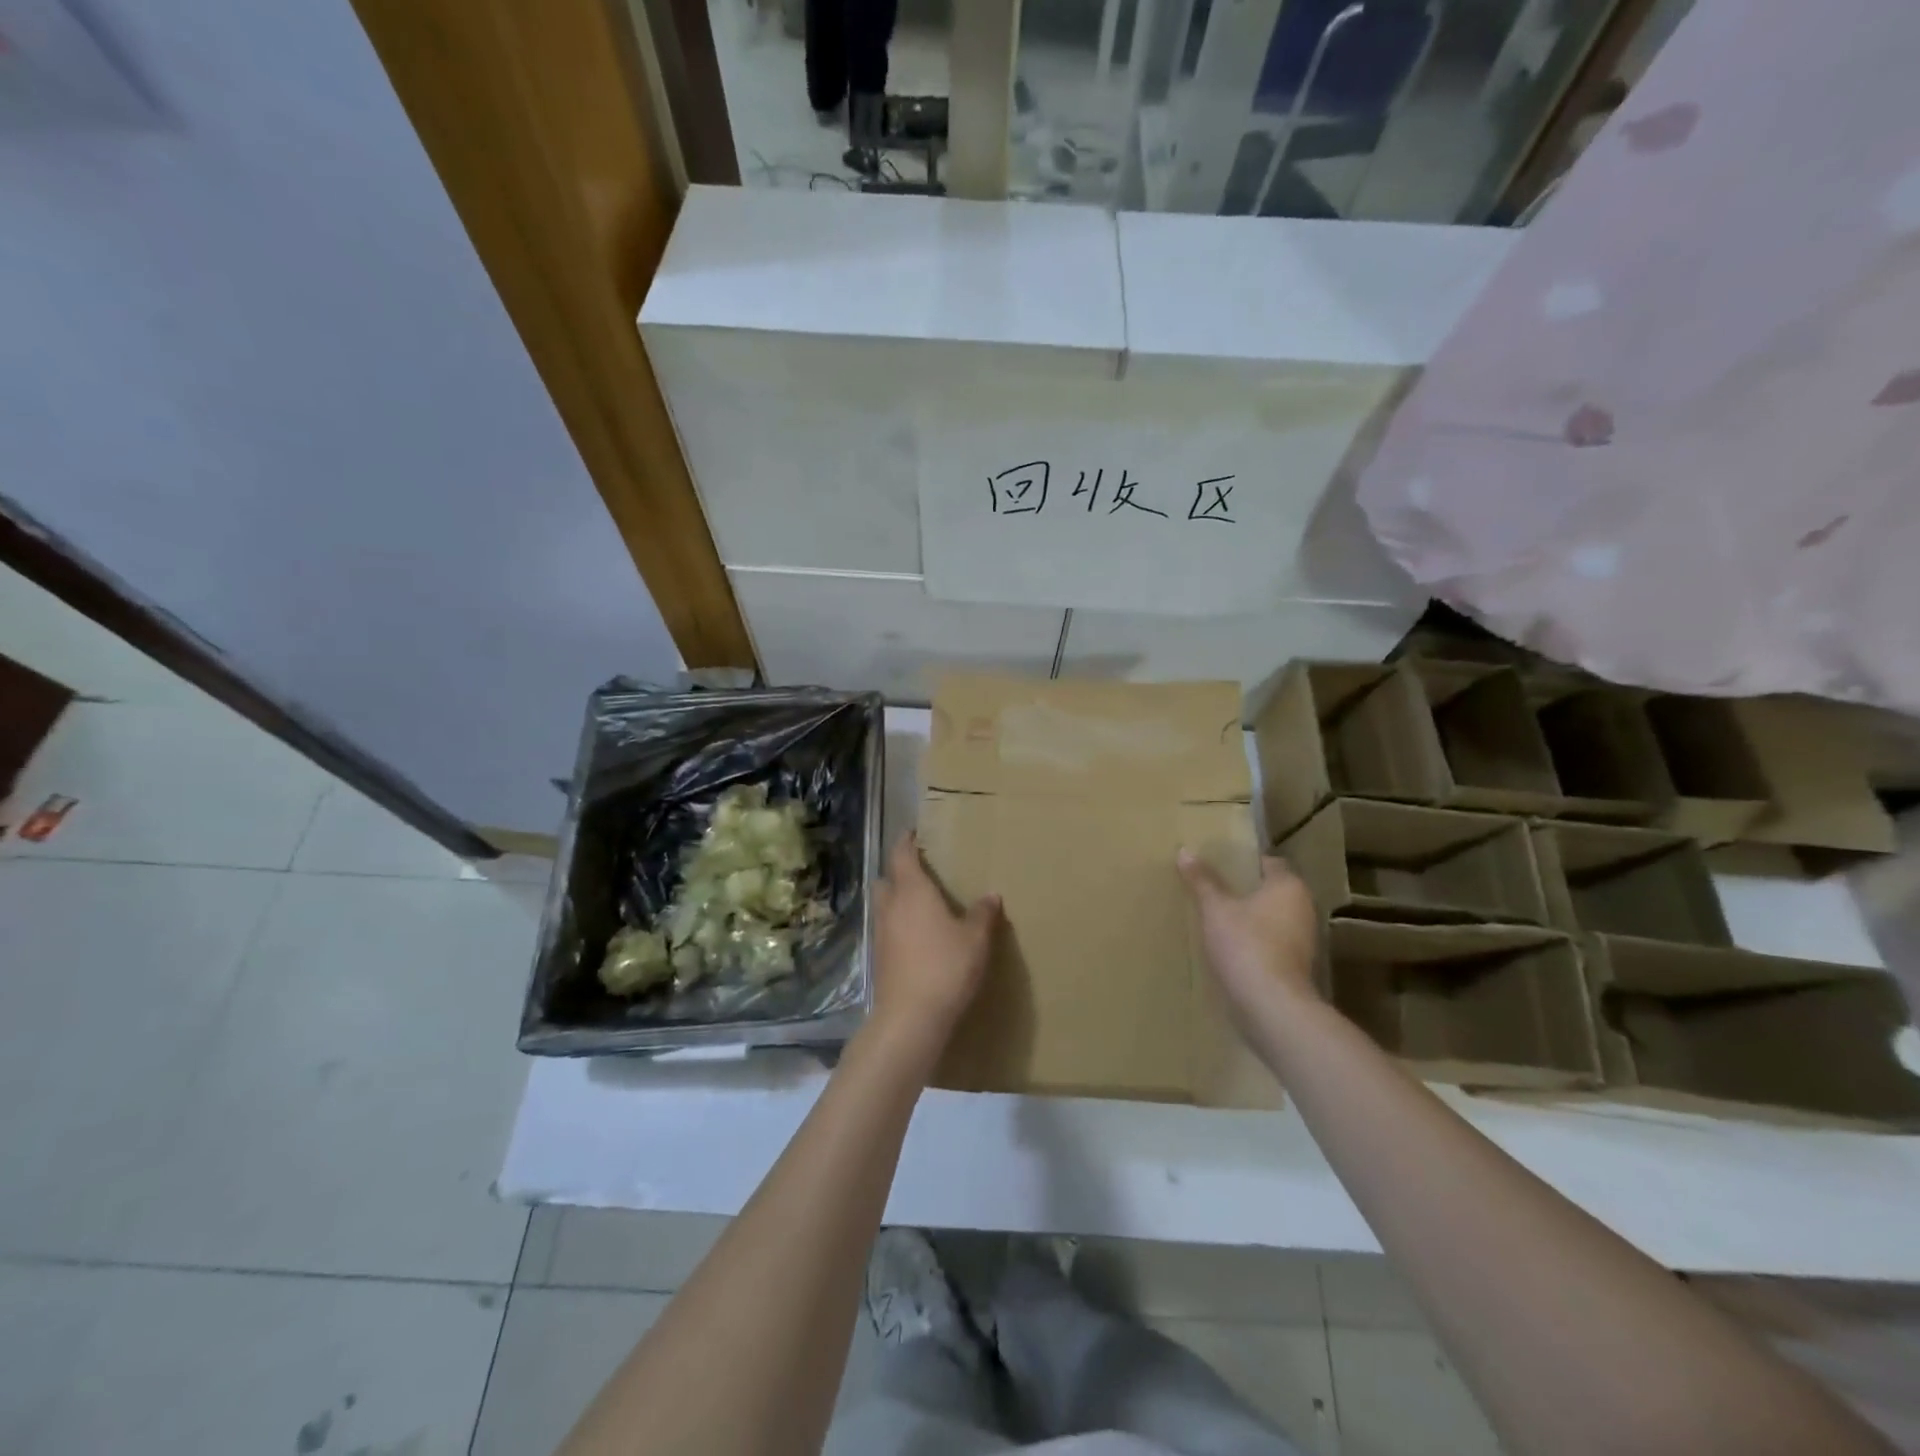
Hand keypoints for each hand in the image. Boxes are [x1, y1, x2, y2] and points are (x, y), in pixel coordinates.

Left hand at [868, 833, 999, 1052]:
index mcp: (913, 891)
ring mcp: (880, 934)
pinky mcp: (879, 959)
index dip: (906, 842)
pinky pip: (886, 929)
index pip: (902, 855)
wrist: (910, 1018)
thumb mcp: (975, 939)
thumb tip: (991, 895)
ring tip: (920, 904)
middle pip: (886, 879)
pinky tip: (917, 937)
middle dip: (898, 872)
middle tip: (919, 871)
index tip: (912, 833)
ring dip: (896, 899)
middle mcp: (891, 907)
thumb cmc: (946, 967)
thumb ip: (983, 914)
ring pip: (883, 906)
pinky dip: (897, 925)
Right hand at [1178, 849, 1319, 1019]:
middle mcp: (1304, 909)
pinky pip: (1270, 944)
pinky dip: (1252, 942)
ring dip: (1248, 919)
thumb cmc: (1246, 944)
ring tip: (1214, 917)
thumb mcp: (1216, 908)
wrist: (1270, 1005)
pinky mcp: (1295, 967)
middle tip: (1211, 888)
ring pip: (1270, 919)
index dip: (1244, 861)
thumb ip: (1202, 880)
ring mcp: (1302, 940)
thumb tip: (1185, 851)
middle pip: (1270, 891)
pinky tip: (1227, 946)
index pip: (1269, 863)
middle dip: (1244, 891)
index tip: (1218, 864)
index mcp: (1289, 886)